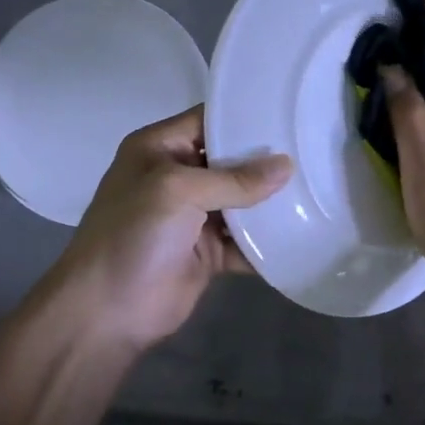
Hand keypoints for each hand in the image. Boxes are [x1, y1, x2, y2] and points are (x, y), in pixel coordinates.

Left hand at [44, 106, 291, 351]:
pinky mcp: (208, 253)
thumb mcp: (177, 191)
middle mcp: (178, 177)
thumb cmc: (132, 234)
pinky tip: (303, 232)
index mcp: (160, 149)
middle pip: (230, 161)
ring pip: (242, 202)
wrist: (106, 311)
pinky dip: (267, 241)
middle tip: (314, 149)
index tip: (289, 112)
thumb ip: (233, 179)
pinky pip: (245, 241)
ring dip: (271, 201)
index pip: (207, 120)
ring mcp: (194, 217)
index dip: (244, 116)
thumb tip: (286, 166)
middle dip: (267, 160)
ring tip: (318, 187)